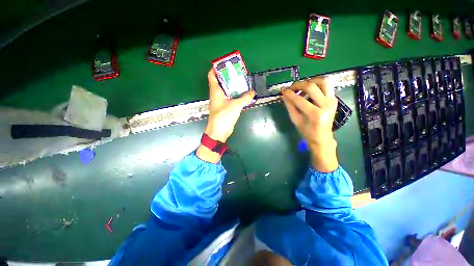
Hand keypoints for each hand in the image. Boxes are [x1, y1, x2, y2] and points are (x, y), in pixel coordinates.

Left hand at [196, 69, 255, 162]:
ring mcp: (221, 101)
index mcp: (215, 91)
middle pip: (221, 81)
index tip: (226, 65)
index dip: (217, 68)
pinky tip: (243, 94)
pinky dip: (235, 94)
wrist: (219, 132)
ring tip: (243, 81)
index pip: (212, 75)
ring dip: (233, 86)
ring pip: (226, 90)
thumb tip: (253, 92)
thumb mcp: (235, 105)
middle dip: (229, 76)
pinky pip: (230, 98)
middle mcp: (217, 94)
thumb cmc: (224, 116)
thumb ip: (245, 98)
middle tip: (239, 73)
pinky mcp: (225, 107)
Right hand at [281, 77, 337, 171]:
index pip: (300, 99)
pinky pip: (326, 86)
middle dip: (298, 85)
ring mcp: (332, 101)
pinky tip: (309, 91)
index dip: (289, 93)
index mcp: (315, 114)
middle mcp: (326, 105)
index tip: (283, 90)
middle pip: (312, 86)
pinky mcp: (334, 99)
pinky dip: (316, 85)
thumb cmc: (307, 131)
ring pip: (323, 81)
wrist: (322, 137)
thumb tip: (283, 94)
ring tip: (301, 87)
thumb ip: (289, 106)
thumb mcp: (295, 120)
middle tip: (291, 88)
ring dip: (310, 81)